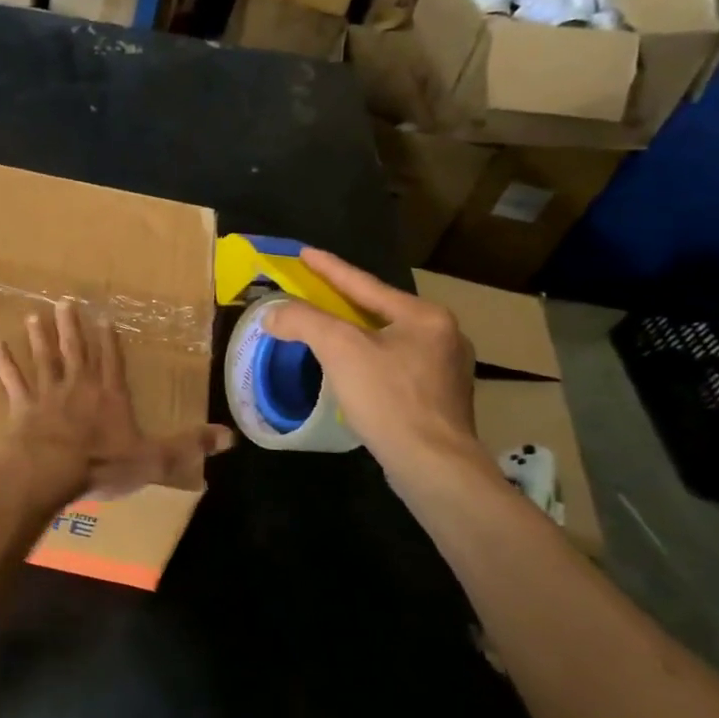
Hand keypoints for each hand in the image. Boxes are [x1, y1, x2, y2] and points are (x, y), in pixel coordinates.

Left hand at [0, 299, 233, 499]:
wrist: (49, 471)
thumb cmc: (101, 464)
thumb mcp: (154, 459)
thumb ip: (188, 446)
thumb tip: (231, 436)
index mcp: (109, 397)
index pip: (113, 364)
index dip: (109, 342)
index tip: (104, 319)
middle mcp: (79, 388)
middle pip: (76, 352)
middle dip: (72, 328)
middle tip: (64, 301)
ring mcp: (47, 395)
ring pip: (44, 359)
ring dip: (40, 338)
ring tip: (35, 315)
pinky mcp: (21, 407)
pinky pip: (11, 380)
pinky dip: (3, 362)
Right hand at [262, 248, 489, 488]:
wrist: (433, 465)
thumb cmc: (389, 398)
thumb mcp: (340, 349)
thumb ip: (304, 321)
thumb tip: (272, 313)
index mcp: (424, 316)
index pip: (365, 284)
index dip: (329, 268)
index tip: (304, 252)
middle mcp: (442, 336)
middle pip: (379, 310)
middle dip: (344, 302)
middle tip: (313, 292)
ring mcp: (446, 370)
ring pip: (388, 340)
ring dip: (356, 333)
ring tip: (329, 330)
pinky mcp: (440, 399)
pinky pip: (395, 366)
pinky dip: (369, 360)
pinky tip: (355, 371)